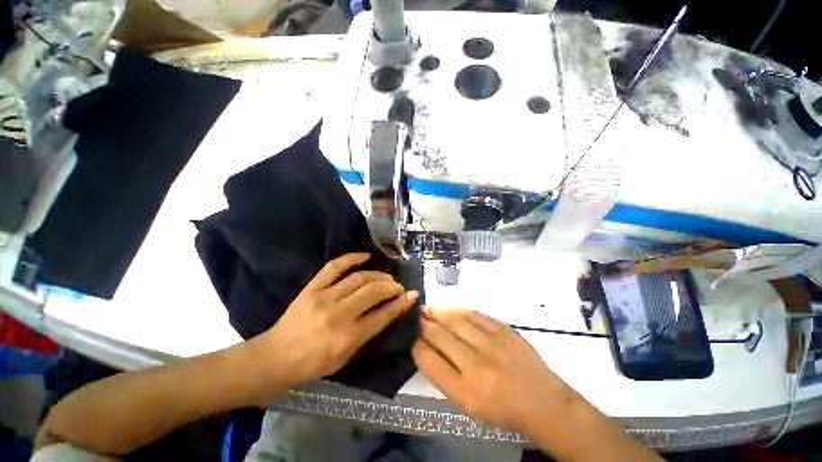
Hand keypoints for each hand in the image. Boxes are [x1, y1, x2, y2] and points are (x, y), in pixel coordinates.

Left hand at [251, 253, 417, 387]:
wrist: (274, 358)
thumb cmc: (312, 365)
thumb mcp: (344, 358)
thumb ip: (366, 334)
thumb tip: (387, 312)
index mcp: (347, 338)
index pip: (382, 316)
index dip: (400, 304)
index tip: (412, 295)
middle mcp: (338, 315)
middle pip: (373, 292)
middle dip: (391, 287)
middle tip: (398, 286)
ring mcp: (324, 298)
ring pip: (359, 278)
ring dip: (377, 275)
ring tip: (386, 277)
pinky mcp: (312, 288)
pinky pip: (334, 267)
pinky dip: (351, 258)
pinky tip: (365, 256)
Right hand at [413, 308, 572, 431]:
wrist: (543, 402)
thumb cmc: (501, 409)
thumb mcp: (467, 404)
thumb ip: (443, 375)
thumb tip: (424, 346)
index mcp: (464, 392)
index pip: (429, 360)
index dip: (416, 345)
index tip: (412, 336)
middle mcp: (476, 366)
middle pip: (440, 336)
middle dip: (423, 325)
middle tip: (416, 317)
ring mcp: (492, 345)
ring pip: (455, 321)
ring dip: (437, 312)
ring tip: (426, 309)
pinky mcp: (504, 330)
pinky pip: (474, 314)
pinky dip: (457, 310)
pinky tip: (448, 309)